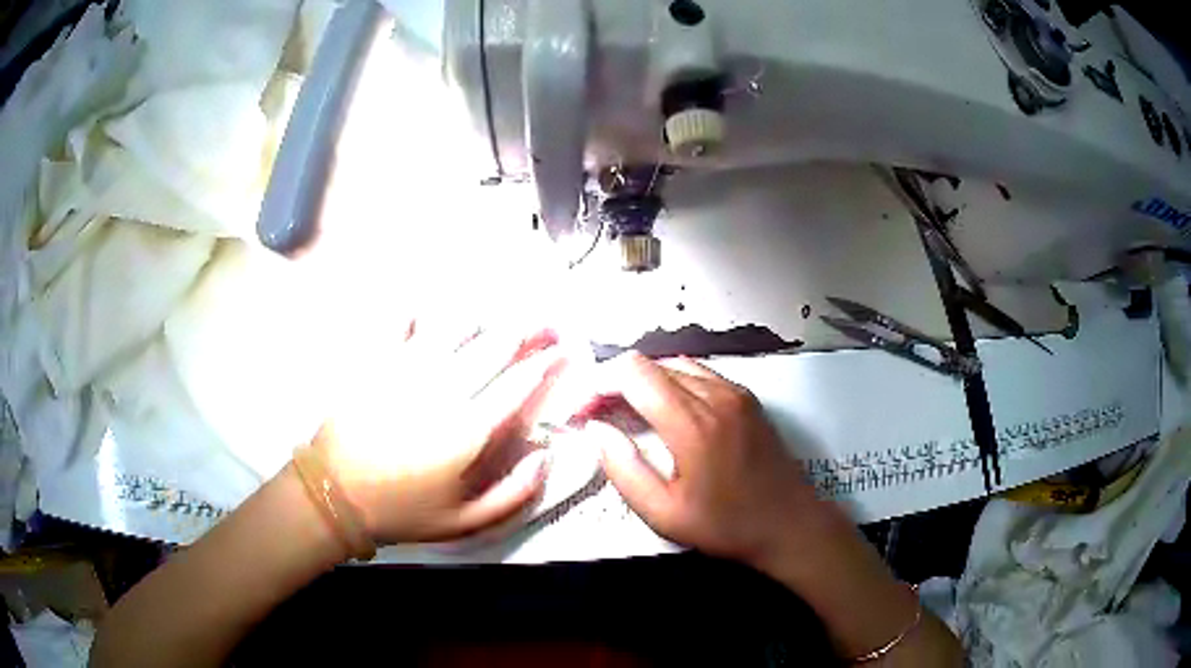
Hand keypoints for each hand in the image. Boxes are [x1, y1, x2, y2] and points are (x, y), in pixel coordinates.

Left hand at [314, 326, 562, 545]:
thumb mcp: (465, 522)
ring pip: (452, 329)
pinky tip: (421, 309)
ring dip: (478, 320)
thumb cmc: (402, 511)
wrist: (335, 494)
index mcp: (467, 430)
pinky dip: (412, 313)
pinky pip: (397, 325)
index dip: (544, 363)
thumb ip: (513, 494)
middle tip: (539, 319)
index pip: (517, 385)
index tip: (561, 349)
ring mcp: (406, 371)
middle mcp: (443, 391)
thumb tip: (545, 456)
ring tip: (489, 317)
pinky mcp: (374, 363)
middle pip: (491, 347)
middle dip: (522, 330)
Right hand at [583, 352, 832, 566]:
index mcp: (692, 423)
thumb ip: (623, 469)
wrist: (789, 524)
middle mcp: (715, 395)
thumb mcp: (664, 513)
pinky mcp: (747, 398)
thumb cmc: (726, 526)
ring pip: (675, 364)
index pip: (633, 373)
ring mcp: (735, 392)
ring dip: (645, 381)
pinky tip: (668, 411)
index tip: (585, 409)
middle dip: (617, 382)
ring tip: (630, 411)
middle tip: (601, 413)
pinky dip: (673, 382)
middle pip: (651, 364)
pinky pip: (700, 373)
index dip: (599, 383)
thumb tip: (596, 429)